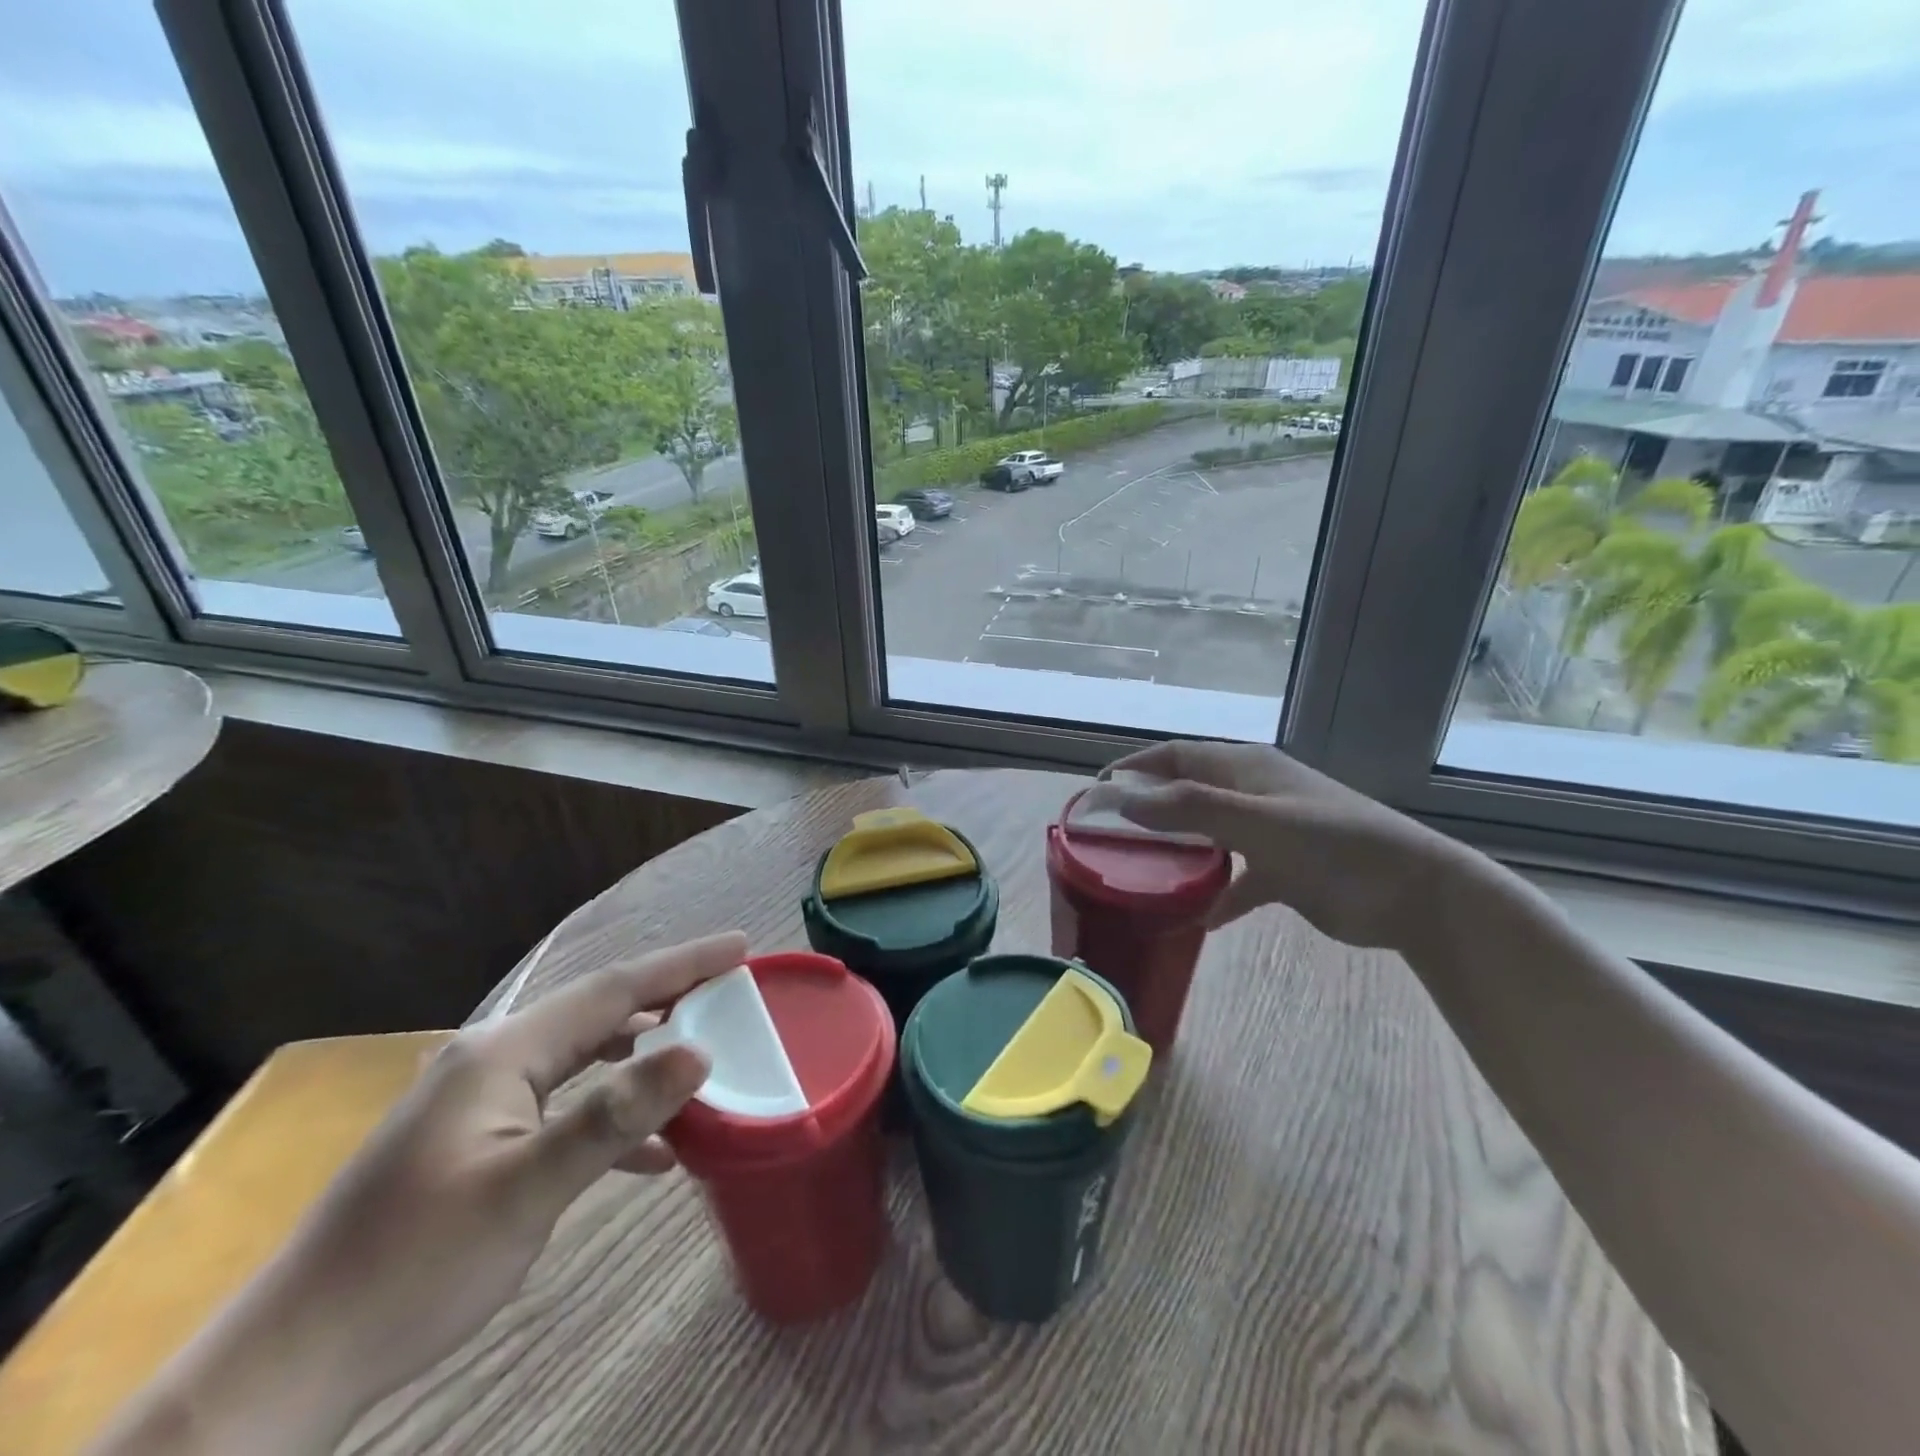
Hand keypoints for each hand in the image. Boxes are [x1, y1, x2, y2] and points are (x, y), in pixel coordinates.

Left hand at [90, 930, 748, 1455]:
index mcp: (501, 1052)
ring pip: (581, 1055)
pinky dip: (608, 1108)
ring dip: (640, 1051)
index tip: (740, 946)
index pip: (612, 989)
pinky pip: (562, 1100)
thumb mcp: (527, 1190)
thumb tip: (698, 1052)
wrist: (293, 1361)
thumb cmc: (415, 1267)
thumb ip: (616, 1115)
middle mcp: (490, 1058)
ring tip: (699, 1051)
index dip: (681, 965)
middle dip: (667, 998)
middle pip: (598, 1012)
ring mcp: (478, 1098)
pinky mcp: (475, 1137)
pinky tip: (648, 1146)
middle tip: (729, 991)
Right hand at [1107, 742, 1469, 952]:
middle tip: (1107, 836)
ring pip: (1206, 836)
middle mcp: (1252, 794)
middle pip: (1186, 794)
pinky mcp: (1282, 873)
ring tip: (1137, 873)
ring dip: (1176, 852)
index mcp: (1246, 768)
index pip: (1176, 757)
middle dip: (1148, 810)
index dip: (1135, 768)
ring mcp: (1267, 833)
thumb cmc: (1334, 844)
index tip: (1096, 791)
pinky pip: (1235, 880)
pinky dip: (1214, 895)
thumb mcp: (1259, 821)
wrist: (1413, 894)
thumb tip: (1123, 799)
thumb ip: (1192, 808)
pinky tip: (1193, 918)